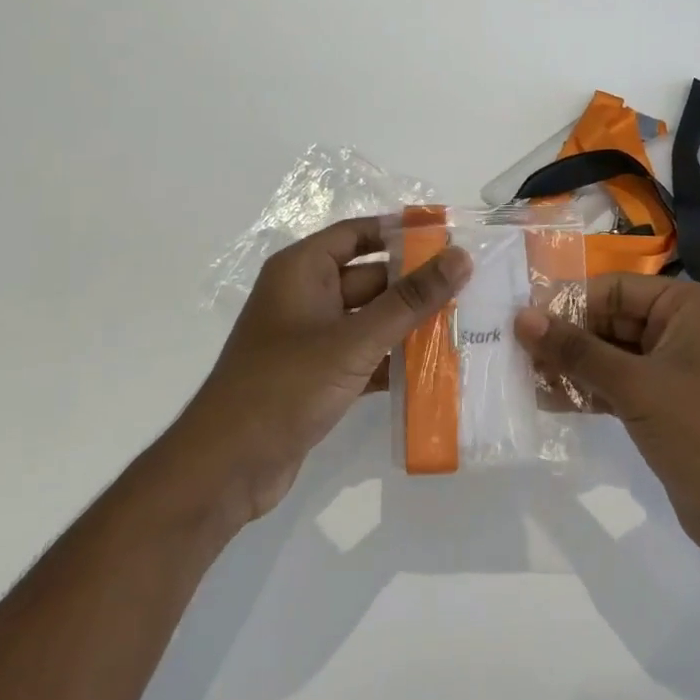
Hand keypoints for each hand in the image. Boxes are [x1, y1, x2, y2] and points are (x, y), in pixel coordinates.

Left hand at [173, 217, 471, 525]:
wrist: (227, 468)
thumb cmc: (286, 386)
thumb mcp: (355, 340)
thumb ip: (410, 300)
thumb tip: (461, 256)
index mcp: (302, 270)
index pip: (359, 233)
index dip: (402, 232)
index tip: (451, 237)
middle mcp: (305, 296)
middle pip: (371, 277)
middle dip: (416, 284)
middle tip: (472, 286)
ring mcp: (311, 339)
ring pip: (371, 319)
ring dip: (410, 325)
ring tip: (466, 324)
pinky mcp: (318, 376)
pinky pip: (365, 355)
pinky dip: (394, 360)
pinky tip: (437, 369)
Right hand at [516, 276, 699, 560]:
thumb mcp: (634, 385)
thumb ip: (576, 350)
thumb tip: (521, 317)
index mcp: (687, 305)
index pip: (614, 289)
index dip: (568, 304)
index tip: (521, 323)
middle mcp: (682, 328)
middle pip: (610, 320)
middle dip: (566, 339)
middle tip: (516, 354)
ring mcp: (675, 368)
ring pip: (610, 355)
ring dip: (571, 367)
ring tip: (525, 378)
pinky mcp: (665, 403)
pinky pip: (618, 385)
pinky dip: (588, 391)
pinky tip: (549, 401)